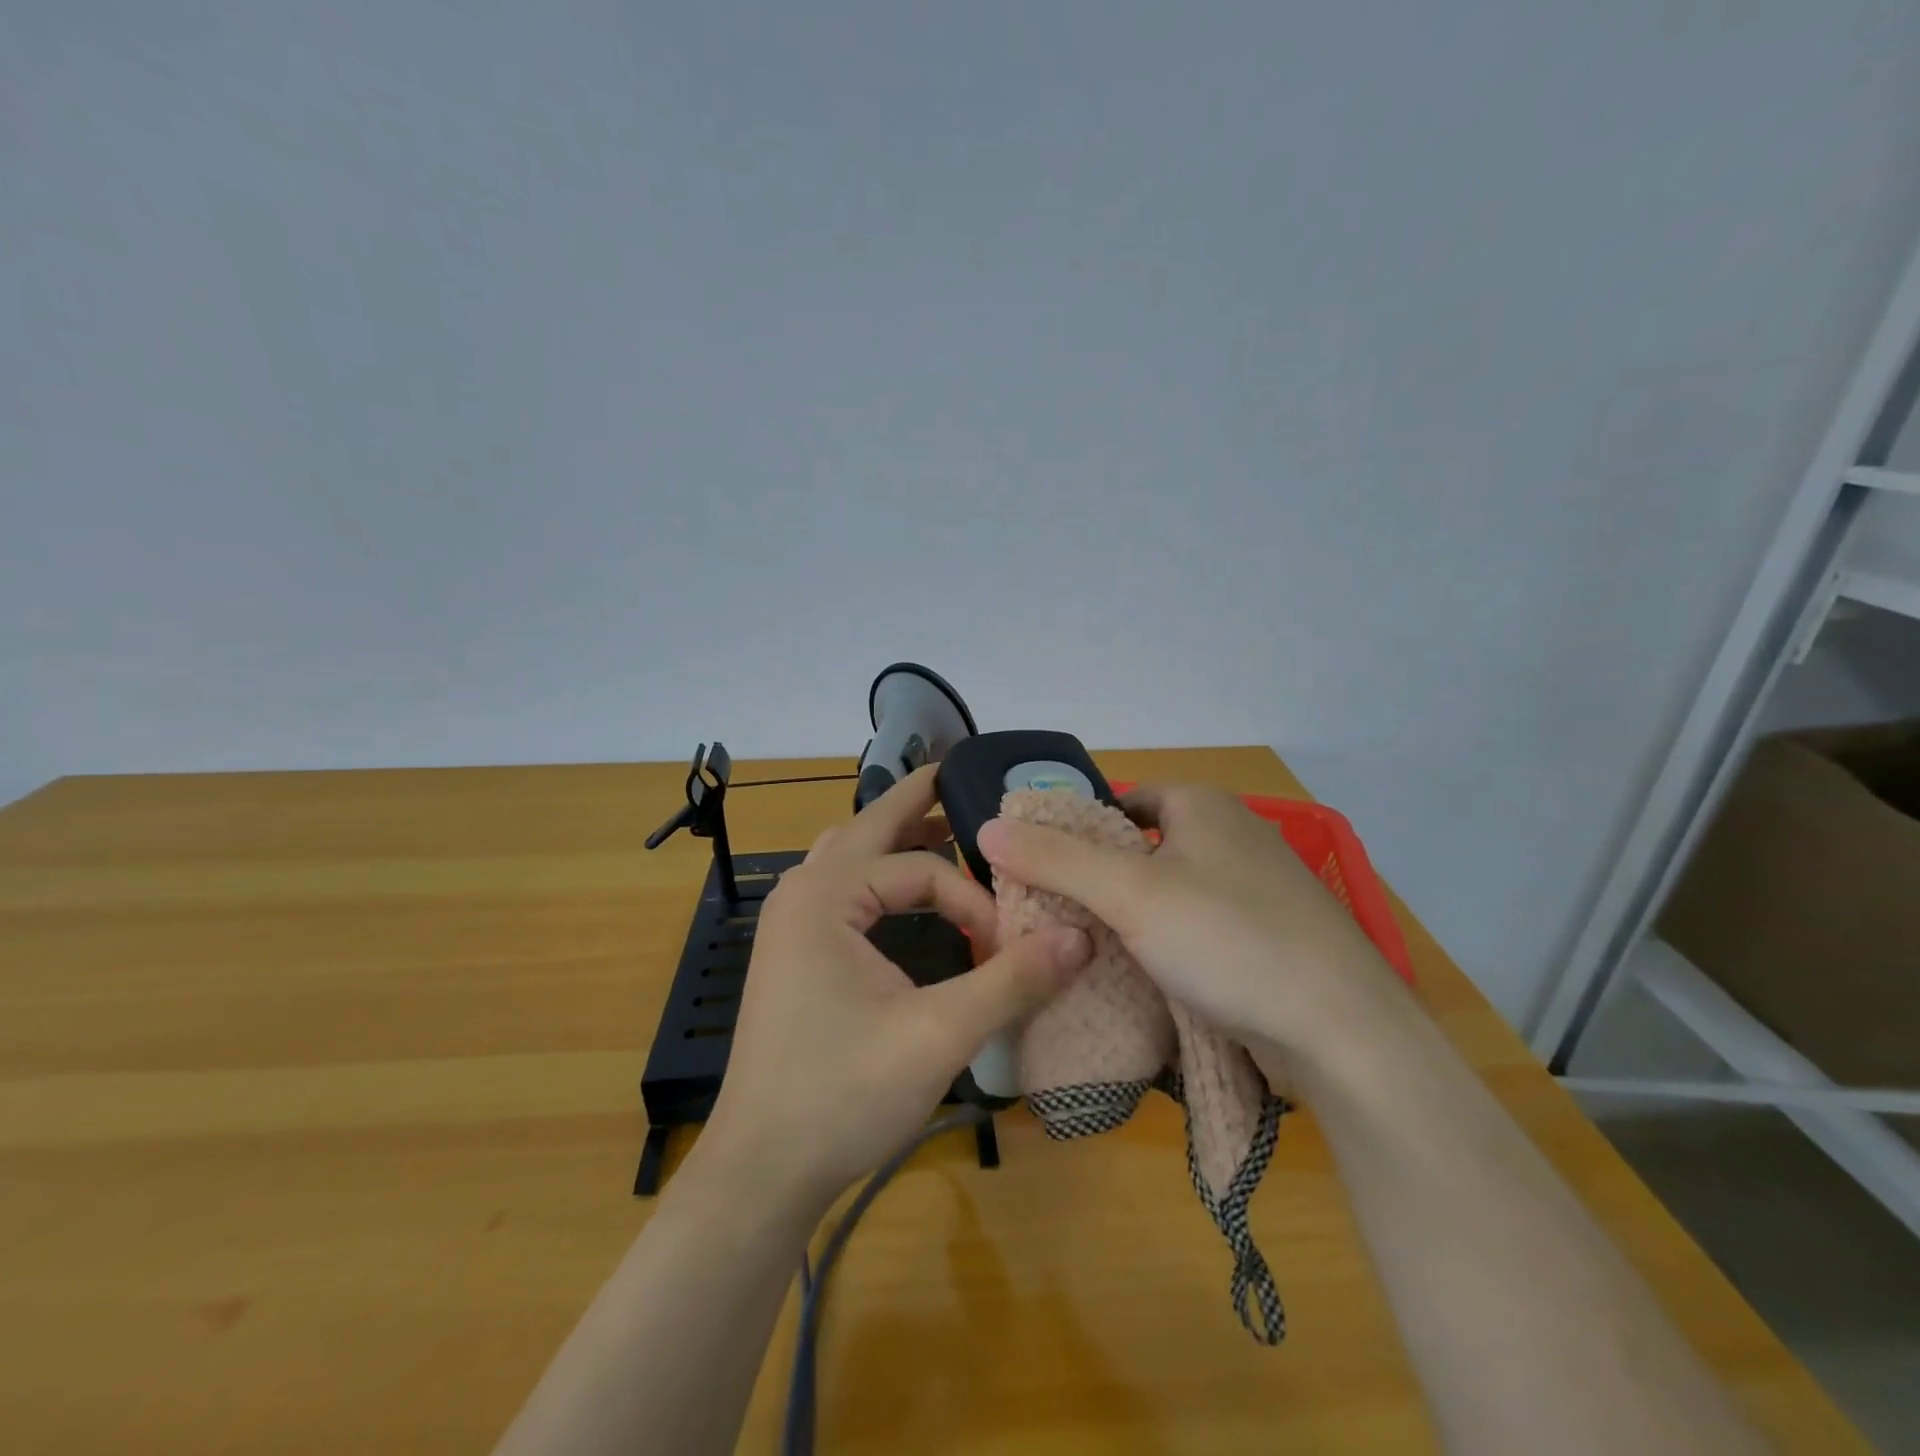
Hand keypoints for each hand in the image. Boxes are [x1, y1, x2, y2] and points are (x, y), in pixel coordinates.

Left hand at [698, 766, 1092, 1214]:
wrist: (760, 1171)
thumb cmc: (842, 1096)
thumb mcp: (938, 1036)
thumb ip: (1012, 981)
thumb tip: (1081, 937)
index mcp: (826, 895)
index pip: (921, 871)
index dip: (973, 902)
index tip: (1009, 949)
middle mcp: (801, 893)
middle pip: (868, 827)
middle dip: (917, 803)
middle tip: (960, 775)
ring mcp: (789, 923)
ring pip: (848, 854)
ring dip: (894, 837)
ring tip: (942, 827)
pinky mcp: (791, 953)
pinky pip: (839, 887)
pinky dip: (876, 873)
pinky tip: (901, 893)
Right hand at [975, 783, 1402, 1072]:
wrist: (1344, 1033)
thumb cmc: (1229, 939)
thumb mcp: (1129, 893)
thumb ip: (1056, 858)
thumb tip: (987, 827)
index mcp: (1203, 805)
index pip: (1120, 803)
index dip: (1078, 833)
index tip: (1042, 875)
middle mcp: (1231, 836)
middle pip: (1141, 850)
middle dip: (1098, 884)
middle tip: (1053, 920)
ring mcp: (1254, 890)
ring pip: (1167, 895)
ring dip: (1130, 921)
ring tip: (1084, 953)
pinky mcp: (1266, 939)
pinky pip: (1195, 931)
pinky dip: (1165, 948)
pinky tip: (1140, 979)